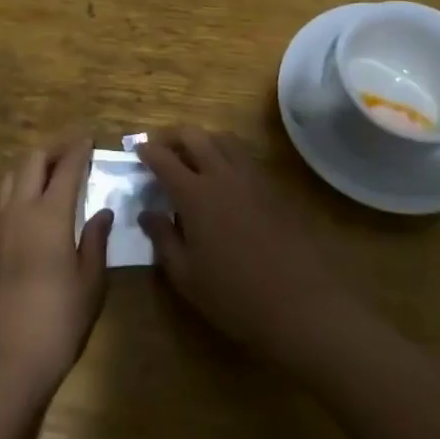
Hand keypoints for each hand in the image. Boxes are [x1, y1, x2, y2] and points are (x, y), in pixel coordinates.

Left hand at [0, 143, 111, 402]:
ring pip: (10, 177)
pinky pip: (1, 200)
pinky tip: (32, 205)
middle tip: (73, 152)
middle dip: (53, 150)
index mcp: (49, 215)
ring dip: (31, 166)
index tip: (90, 138)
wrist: (1, 363)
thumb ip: (96, 241)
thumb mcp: (90, 284)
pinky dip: (18, 188)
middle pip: (31, 161)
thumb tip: (102, 212)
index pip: (66, 168)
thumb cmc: (56, 323)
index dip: (79, 149)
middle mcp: (19, 211)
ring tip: (50, 173)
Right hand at [138, 127, 370, 377]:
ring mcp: (252, 177)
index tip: (137, 150)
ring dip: (203, 139)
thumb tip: (147, 212)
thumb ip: (163, 239)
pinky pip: (244, 156)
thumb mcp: (187, 276)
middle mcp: (222, 174)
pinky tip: (225, 176)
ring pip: (223, 139)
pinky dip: (227, 154)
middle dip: (173, 135)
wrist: (302, 303)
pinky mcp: (274, 186)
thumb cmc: (234, 296)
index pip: (164, 159)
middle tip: (161, 148)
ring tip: (192, 156)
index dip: (147, 151)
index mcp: (195, 194)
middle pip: (194, 135)